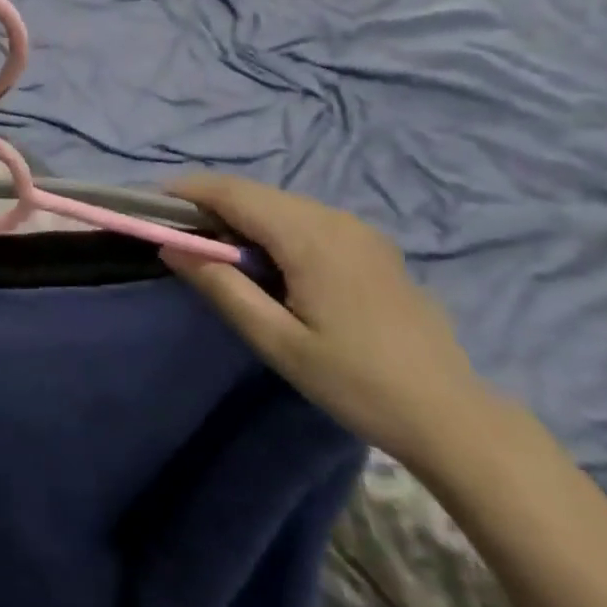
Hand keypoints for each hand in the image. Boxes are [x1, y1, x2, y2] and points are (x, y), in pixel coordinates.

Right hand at [160, 174, 487, 465]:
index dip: (189, 190)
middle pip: (255, 193)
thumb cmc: (357, 383)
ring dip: (243, 215)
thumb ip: (222, 288)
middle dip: (212, 203)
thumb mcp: (279, 343)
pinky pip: (307, 218)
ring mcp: (356, 227)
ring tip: (218, 251)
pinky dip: (274, 226)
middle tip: (180, 234)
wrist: (454, 416)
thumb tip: (172, 247)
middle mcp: (332, 216)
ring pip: (281, 204)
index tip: (152, 202)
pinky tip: (270, 262)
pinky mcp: (370, 243)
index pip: (233, 192)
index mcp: (308, 235)